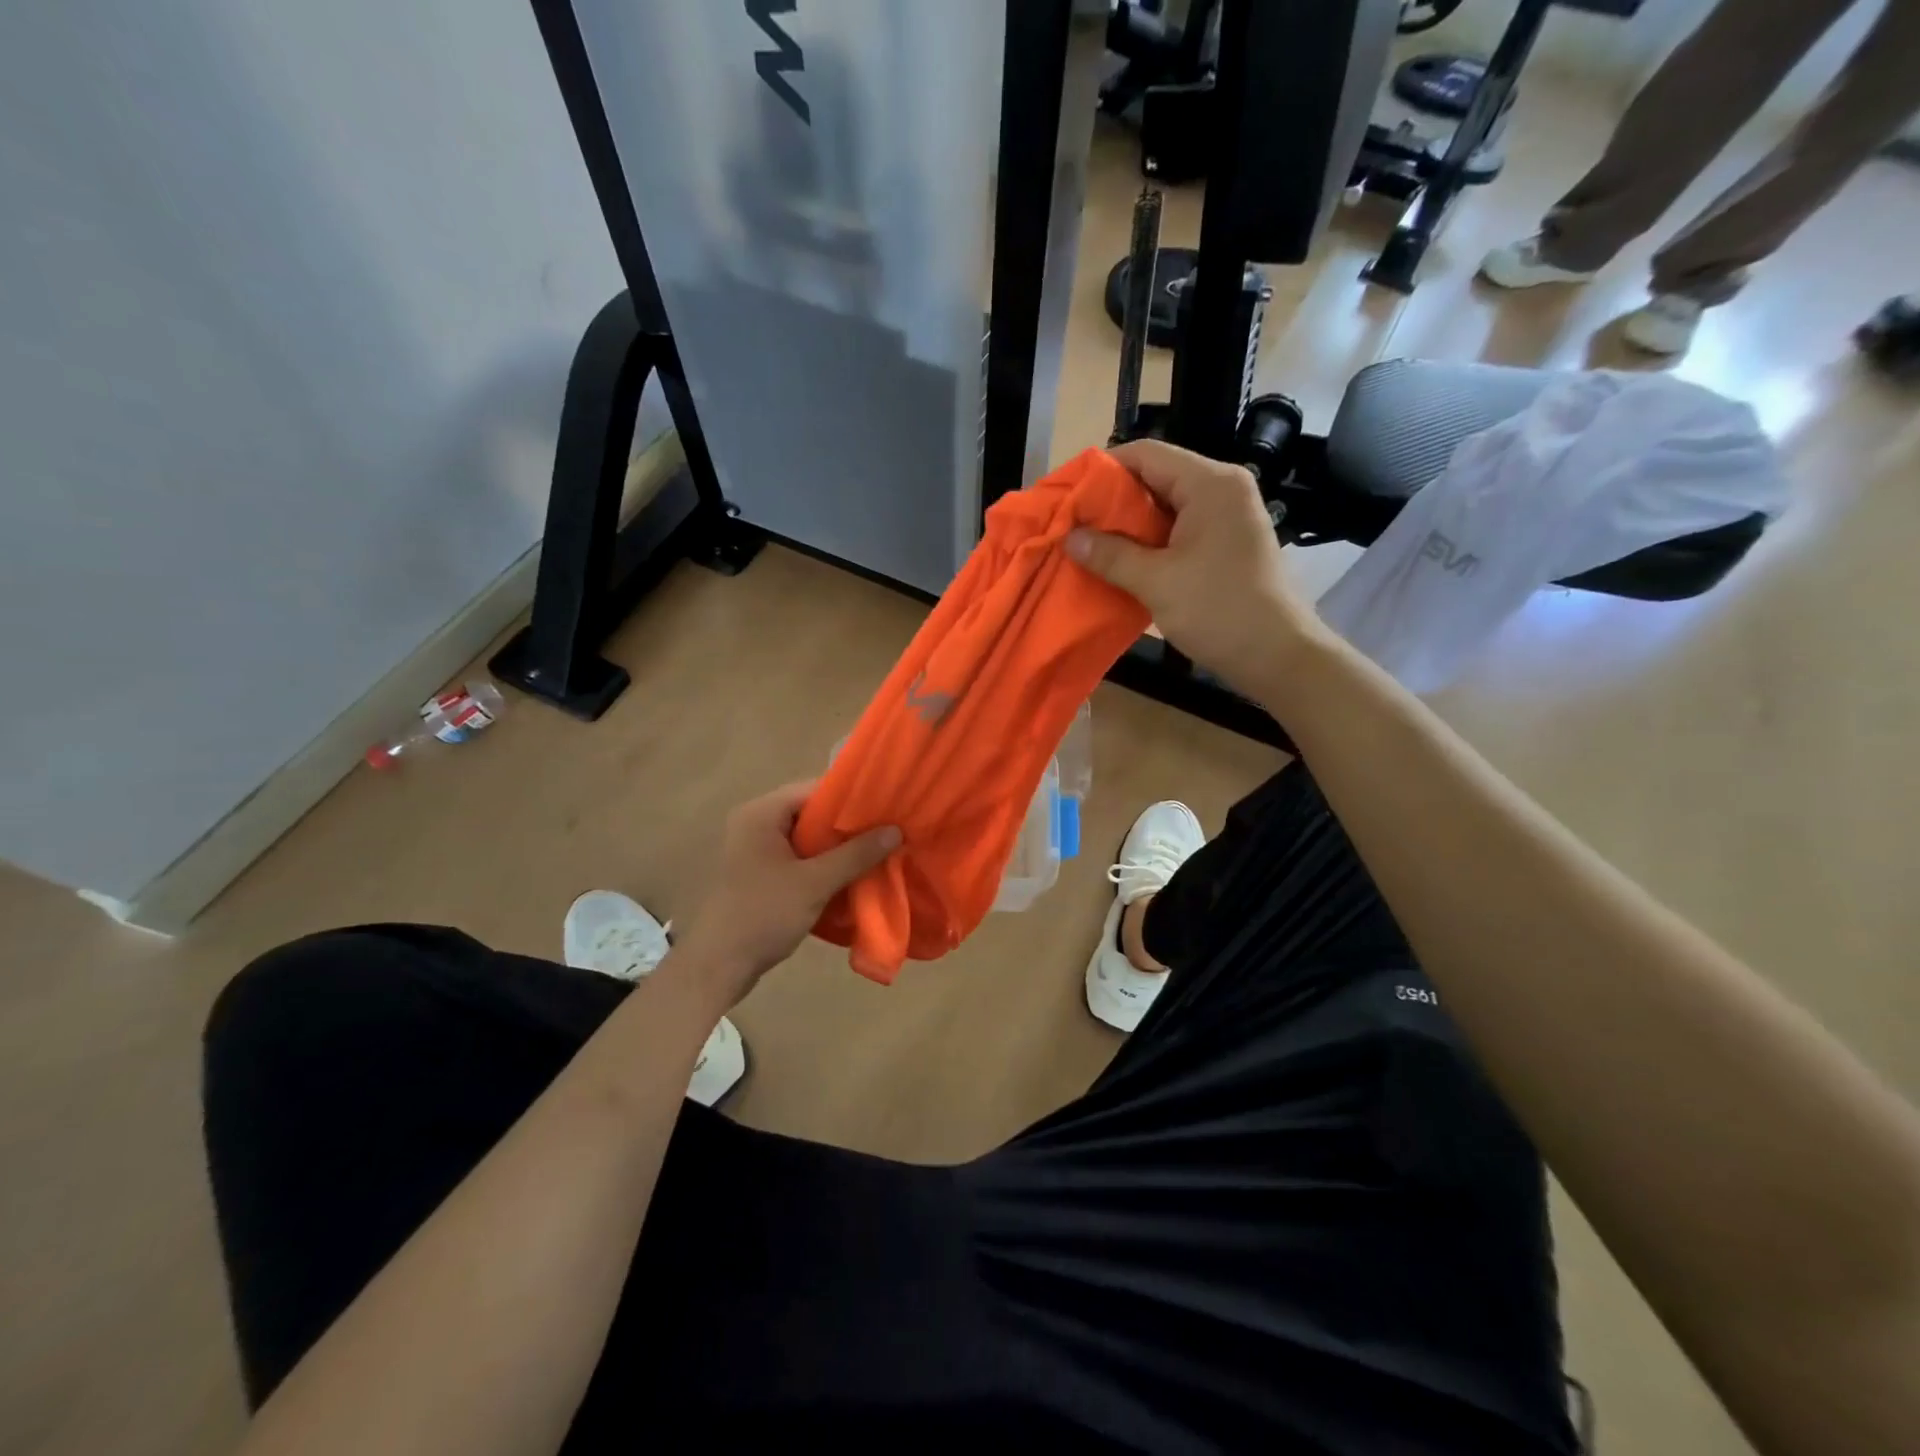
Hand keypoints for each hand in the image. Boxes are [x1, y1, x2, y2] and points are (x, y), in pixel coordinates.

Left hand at [669, 782, 899, 1010]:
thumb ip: (856, 854)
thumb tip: (895, 830)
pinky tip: (851, 876)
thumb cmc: (763, 914)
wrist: (718, 967)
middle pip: (811, 813)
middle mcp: (756, 824)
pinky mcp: (759, 874)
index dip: (851, 797)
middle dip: (847, 826)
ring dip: (837, 848)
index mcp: (762, 813)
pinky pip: (799, 859)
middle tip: (886, 832)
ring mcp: (755, 850)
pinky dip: (823, 865)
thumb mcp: (815, 883)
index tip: (886, 808)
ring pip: (807, 839)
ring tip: (876, 852)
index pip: (814, 789)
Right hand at [1067, 438, 1324, 696]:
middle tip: (1074, 524)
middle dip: (1112, 501)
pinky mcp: (1227, 543)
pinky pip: (1180, 529)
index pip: (1146, 454)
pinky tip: (1122, 563)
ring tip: (1091, 545)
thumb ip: (1111, 555)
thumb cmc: (1219, 611)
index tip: (1069, 495)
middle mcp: (1222, 489)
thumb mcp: (1157, 582)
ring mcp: (1228, 516)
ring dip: (1129, 525)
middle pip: (1156, 477)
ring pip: (1166, 506)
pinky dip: (1150, 542)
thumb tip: (1070, 537)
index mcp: (1210, 483)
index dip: (1102, 470)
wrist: (1279, 656)